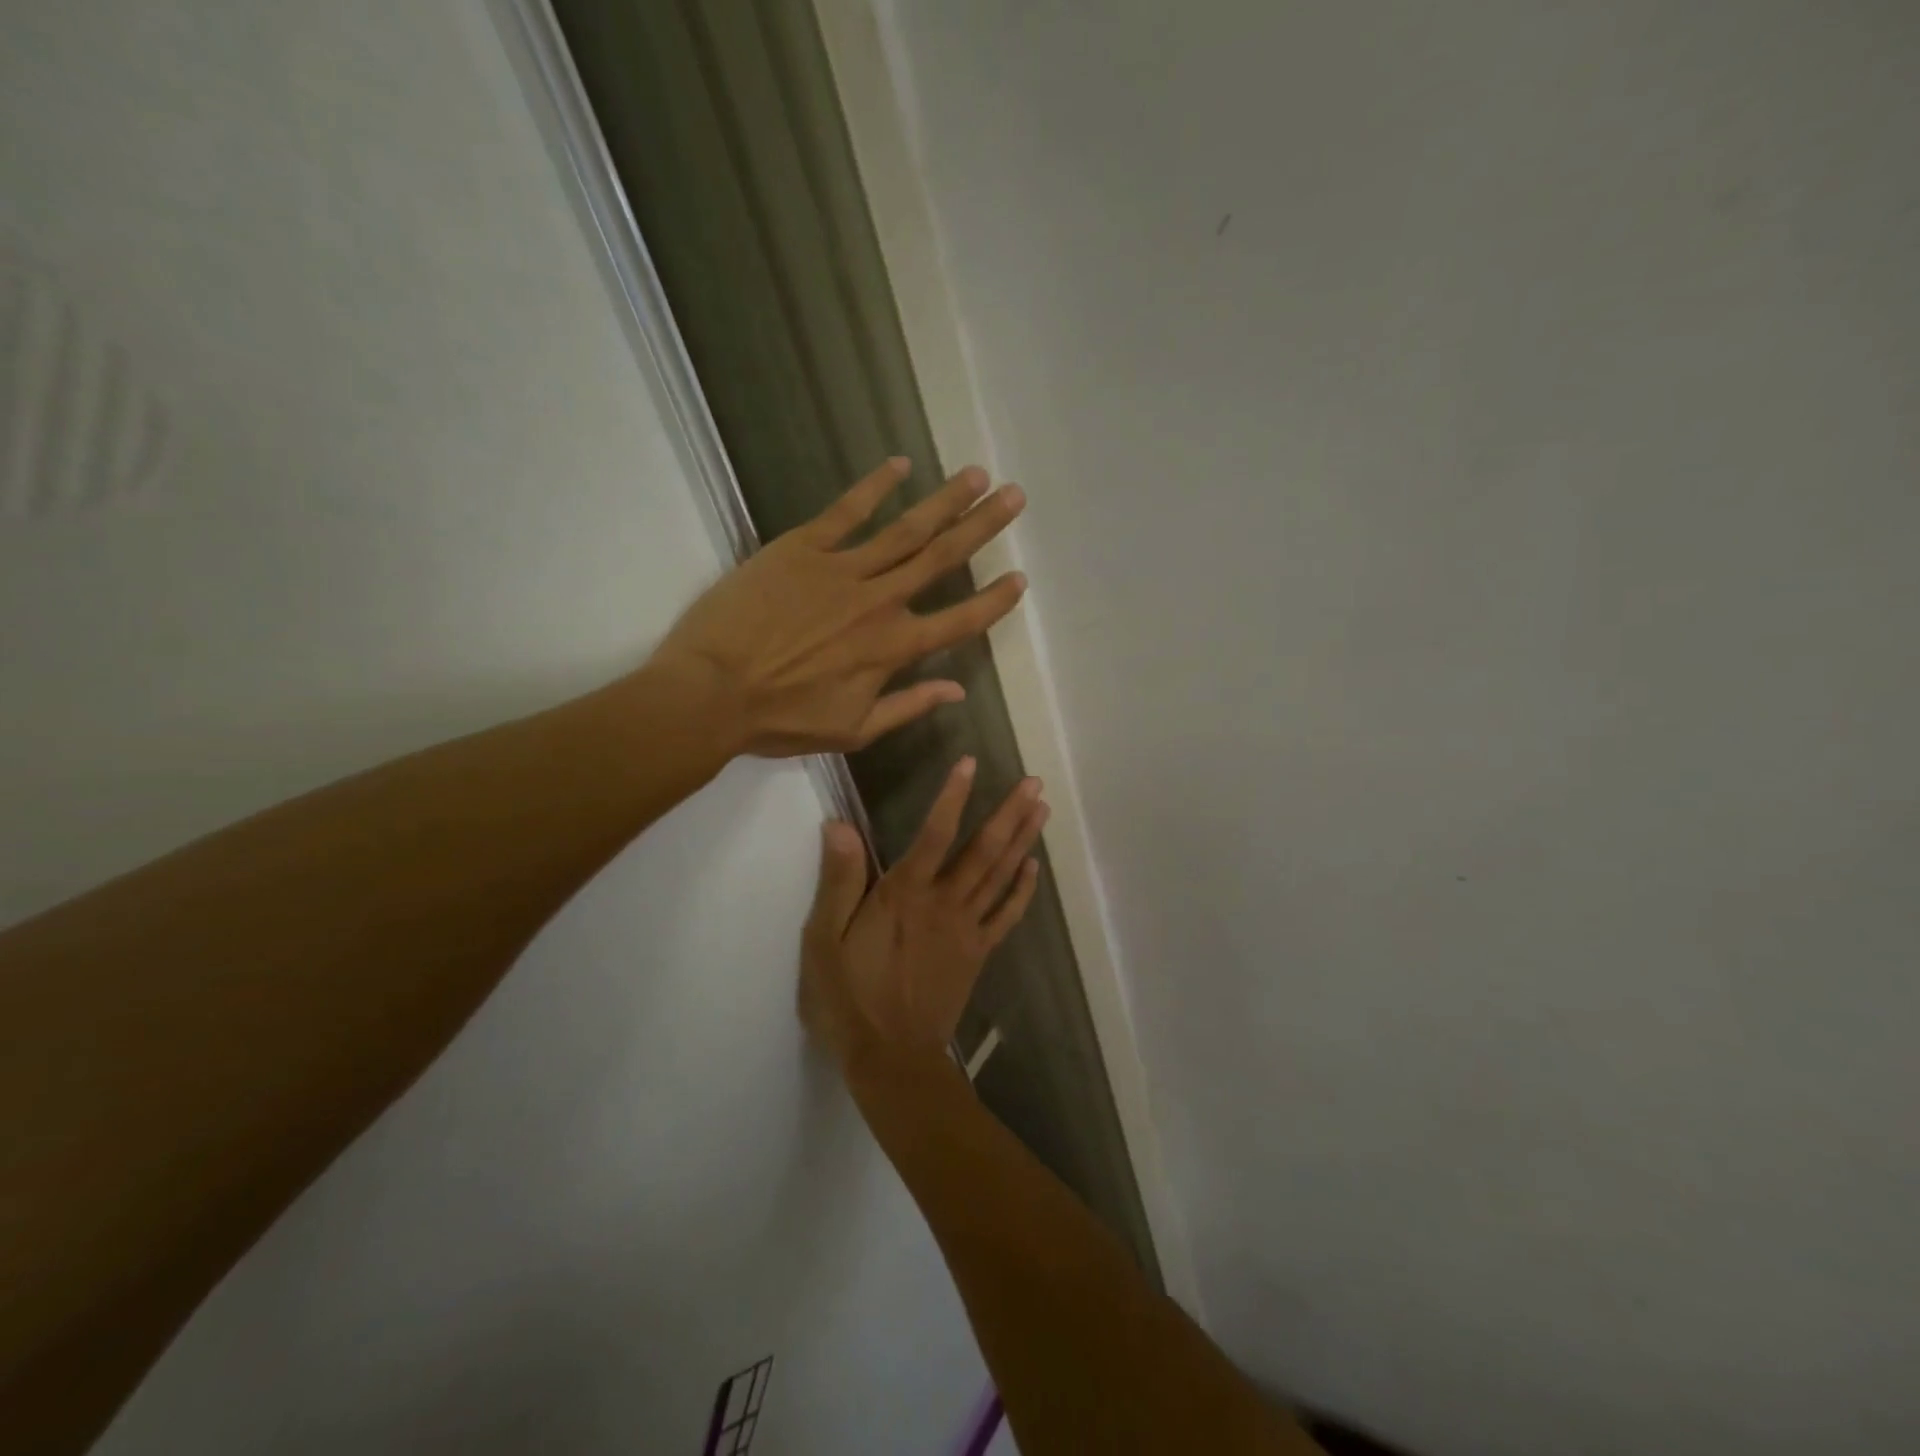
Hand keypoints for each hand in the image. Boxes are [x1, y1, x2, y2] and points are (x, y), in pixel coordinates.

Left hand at [651, 458, 1026, 756]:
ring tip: (975, 475)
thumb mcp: (854, 729)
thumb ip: (909, 707)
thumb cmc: (782, 719)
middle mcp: (880, 602)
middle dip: (983, 526)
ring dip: (945, 500)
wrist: (712, 692)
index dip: (994, 601)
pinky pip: (846, 511)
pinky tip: (900, 465)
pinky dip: (874, 487)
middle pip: (942, 558)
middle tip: (1014, 495)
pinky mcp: (802, 548)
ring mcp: (842, 569)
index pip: (960, 621)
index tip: (1020, 578)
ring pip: (906, 529)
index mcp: (894, 648)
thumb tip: (957, 691)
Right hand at [799, 758, 1048, 1066]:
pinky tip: (1034, 867)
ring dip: (1024, 839)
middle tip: (1035, 781)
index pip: (934, 833)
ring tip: (1042, 808)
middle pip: (983, 850)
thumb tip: (839, 825)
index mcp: (904, 894)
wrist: (890, 1058)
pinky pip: (1006, 915)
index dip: (953, 796)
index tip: (971, 763)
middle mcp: (943, 903)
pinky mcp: (977, 953)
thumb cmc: (849, 998)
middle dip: (1009, 812)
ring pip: (1001, 875)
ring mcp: (966, 929)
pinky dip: (1023, 890)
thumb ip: (838, 880)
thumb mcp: (825, 940)